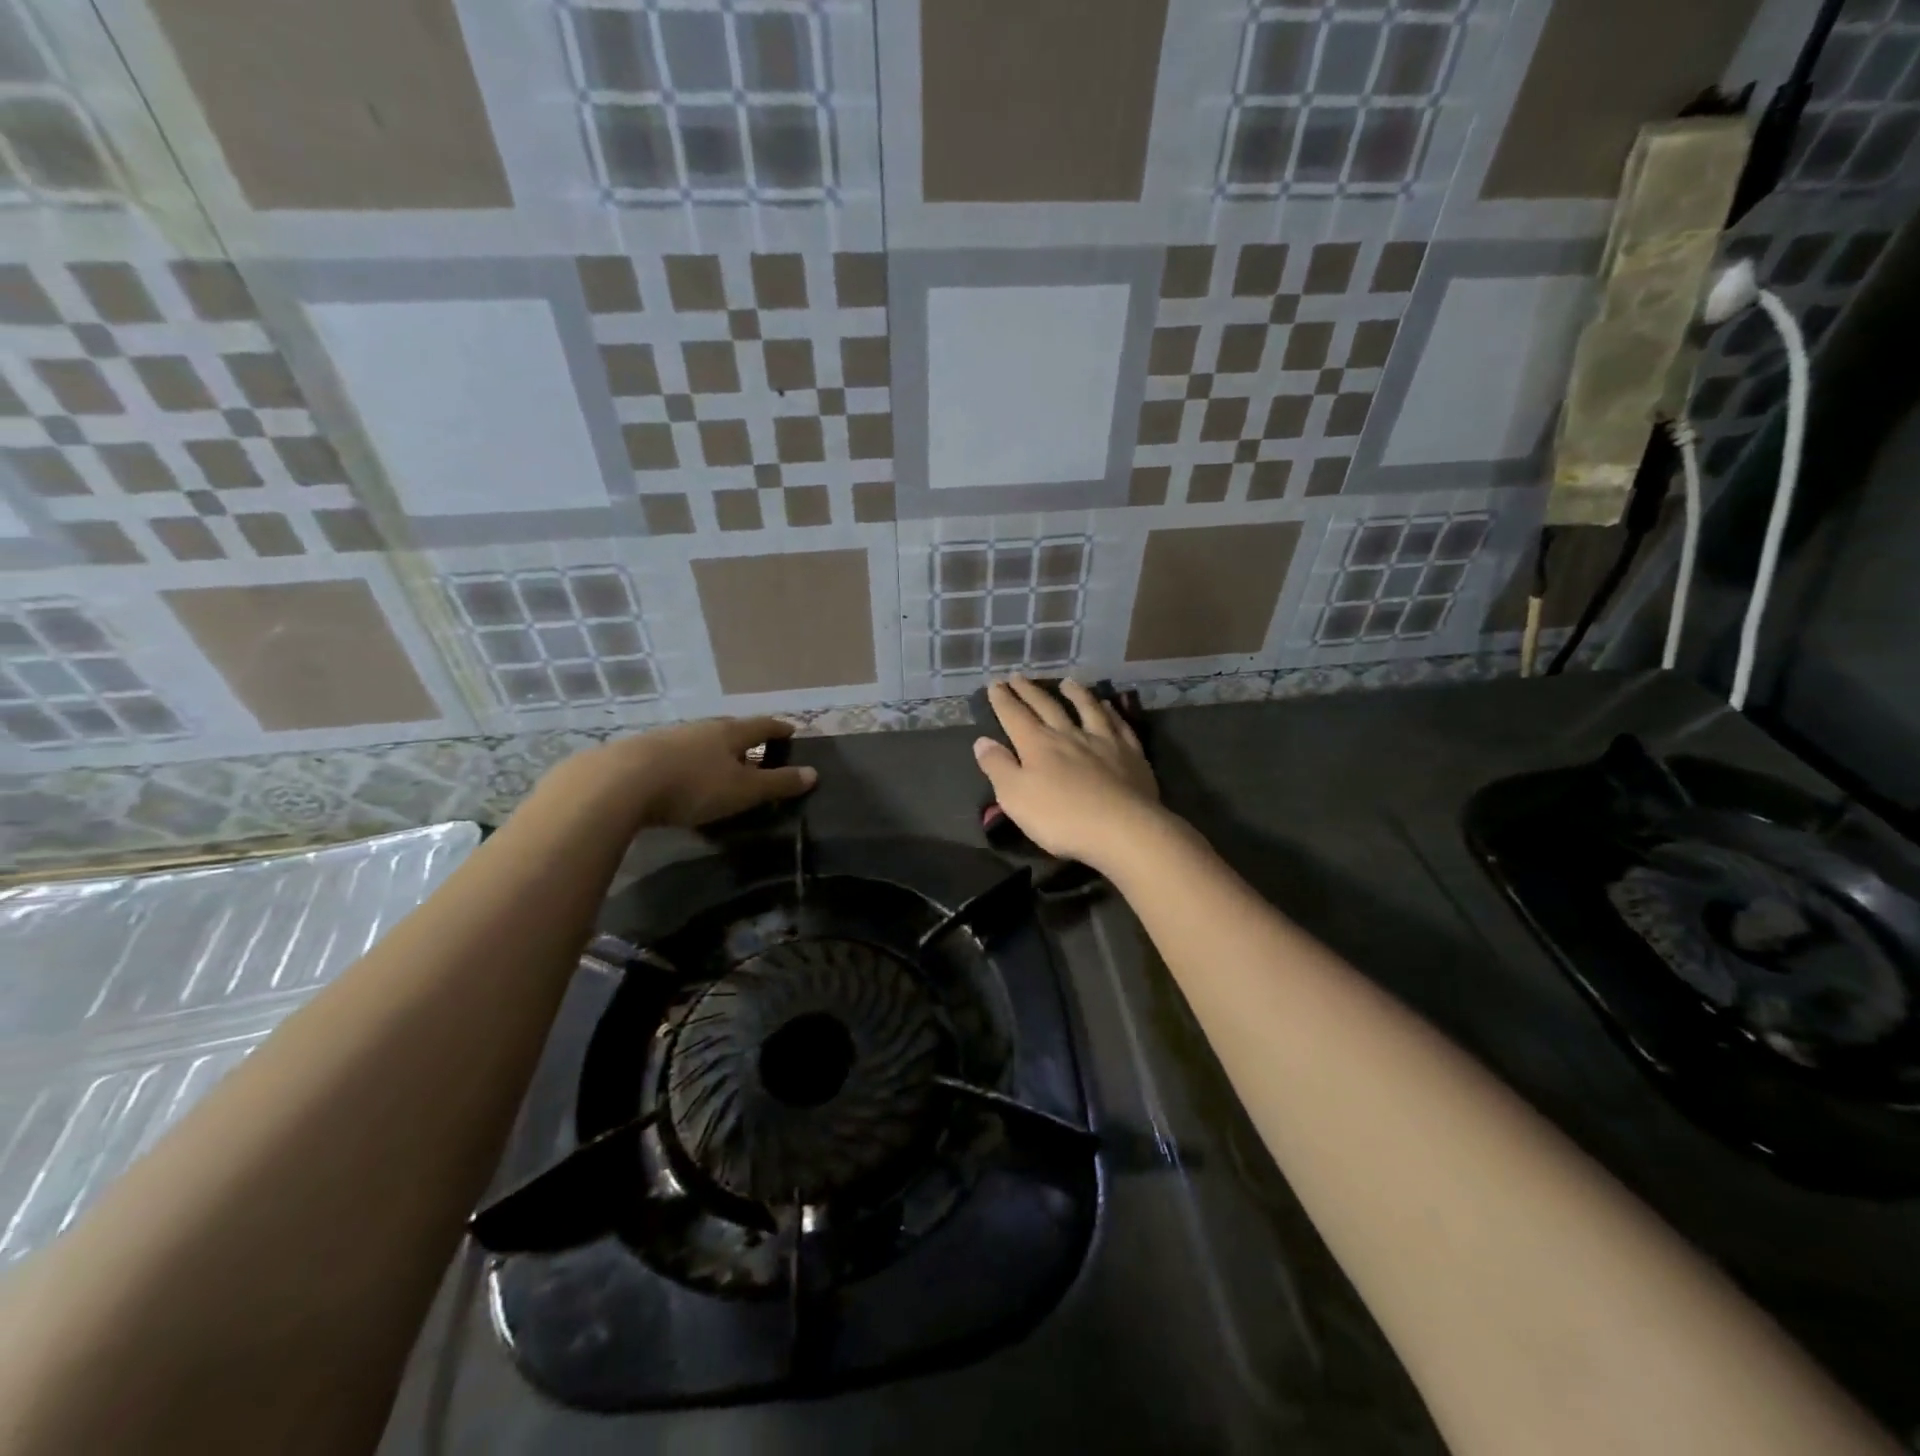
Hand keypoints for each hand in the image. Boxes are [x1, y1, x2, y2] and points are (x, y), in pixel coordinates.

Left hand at [550, 717, 816, 828]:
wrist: (619, 784)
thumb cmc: (693, 785)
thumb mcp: (743, 790)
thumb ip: (777, 783)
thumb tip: (813, 773)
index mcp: (729, 733)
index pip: (762, 726)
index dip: (779, 729)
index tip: (792, 730)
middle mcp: (700, 728)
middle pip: (729, 729)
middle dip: (746, 738)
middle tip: (758, 748)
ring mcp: (669, 738)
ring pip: (700, 741)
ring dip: (714, 751)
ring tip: (721, 766)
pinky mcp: (641, 753)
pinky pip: (676, 755)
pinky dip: (689, 764)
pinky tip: (684, 778)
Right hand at [972, 678, 1165, 869]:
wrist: (1122, 829)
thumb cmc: (1061, 818)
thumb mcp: (1015, 797)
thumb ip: (998, 767)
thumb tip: (982, 741)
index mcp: (1038, 744)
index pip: (1014, 716)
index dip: (1003, 700)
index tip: (995, 684)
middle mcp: (1069, 735)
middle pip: (1047, 706)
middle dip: (1030, 692)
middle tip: (1019, 677)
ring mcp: (1103, 742)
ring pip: (1087, 709)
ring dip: (1075, 693)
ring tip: (1066, 682)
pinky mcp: (1131, 754)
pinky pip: (1119, 725)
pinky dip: (1111, 712)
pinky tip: (1108, 706)